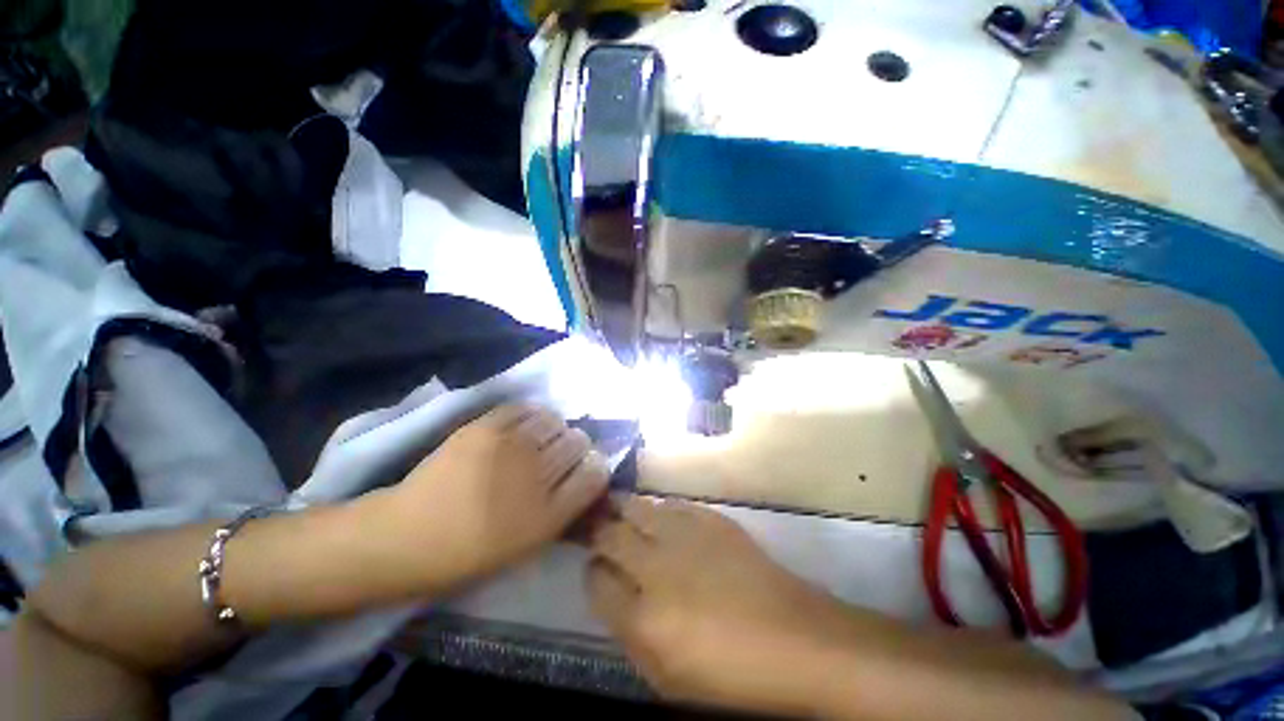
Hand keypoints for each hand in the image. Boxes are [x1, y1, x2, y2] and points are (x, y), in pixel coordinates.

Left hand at [391, 405, 609, 586]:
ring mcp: (509, 449)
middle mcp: (536, 477)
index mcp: (547, 516)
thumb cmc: (466, 554)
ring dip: (554, 427)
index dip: (597, 465)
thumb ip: (562, 511)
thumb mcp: (525, 547)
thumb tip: (584, 477)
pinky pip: (524, 408)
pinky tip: (523, 424)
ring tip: (540, 436)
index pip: (595, 475)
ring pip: (555, 420)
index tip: (588, 466)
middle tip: (561, 451)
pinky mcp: (484, 428)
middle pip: (578, 442)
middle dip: (577, 445)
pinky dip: (530, 414)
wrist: (404, 537)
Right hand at [587, 497, 860, 716]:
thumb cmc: (730, 672)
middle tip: (594, 525)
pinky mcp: (709, 518)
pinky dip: (656, 507)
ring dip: (622, 509)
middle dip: (596, 528)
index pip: (596, 579)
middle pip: (609, 533)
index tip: (595, 567)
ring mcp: (684, 535)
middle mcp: (656, 566)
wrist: (794, 639)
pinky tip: (657, 513)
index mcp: (643, 617)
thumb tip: (610, 590)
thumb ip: (629, 631)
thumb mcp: (666, 676)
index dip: (592, 571)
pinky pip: (669, 503)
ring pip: (636, 507)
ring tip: (616, 509)